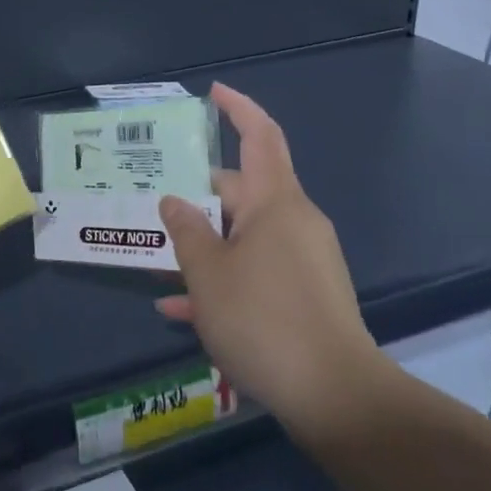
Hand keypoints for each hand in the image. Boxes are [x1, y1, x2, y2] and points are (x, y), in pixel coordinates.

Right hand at [157, 83, 393, 445]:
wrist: (336, 397)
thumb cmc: (263, 318)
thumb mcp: (207, 274)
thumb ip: (185, 232)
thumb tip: (174, 202)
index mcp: (275, 202)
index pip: (261, 136)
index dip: (238, 108)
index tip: (213, 92)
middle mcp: (294, 221)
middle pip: (241, 193)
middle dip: (197, 200)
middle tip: (154, 207)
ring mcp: (303, 259)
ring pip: (243, 237)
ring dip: (204, 248)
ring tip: (159, 266)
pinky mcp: (306, 295)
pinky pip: (257, 272)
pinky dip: (225, 281)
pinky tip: (183, 311)